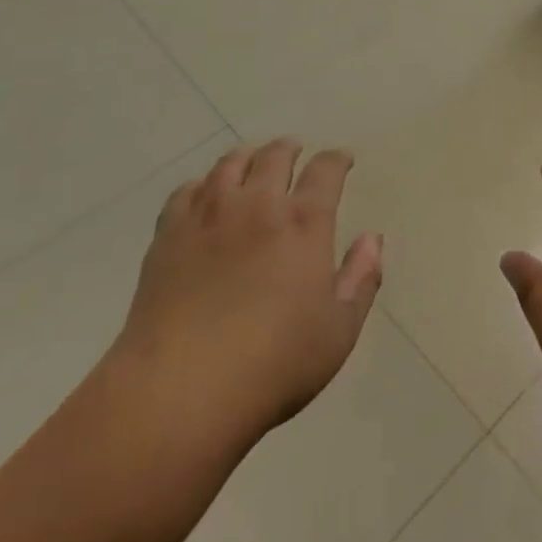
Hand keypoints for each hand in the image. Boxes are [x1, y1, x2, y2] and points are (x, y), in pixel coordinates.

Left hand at [111, 140, 383, 447]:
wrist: (179, 391)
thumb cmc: (273, 366)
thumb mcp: (338, 332)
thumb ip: (361, 279)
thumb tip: (372, 238)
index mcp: (305, 222)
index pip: (326, 171)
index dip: (337, 160)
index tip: (343, 159)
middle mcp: (259, 204)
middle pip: (275, 156)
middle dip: (290, 149)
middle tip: (294, 152)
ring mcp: (209, 216)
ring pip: (230, 164)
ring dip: (247, 157)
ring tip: (251, 162)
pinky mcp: (169, 235)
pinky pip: (186, 191)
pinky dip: (202, 185)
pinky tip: (203, 196)